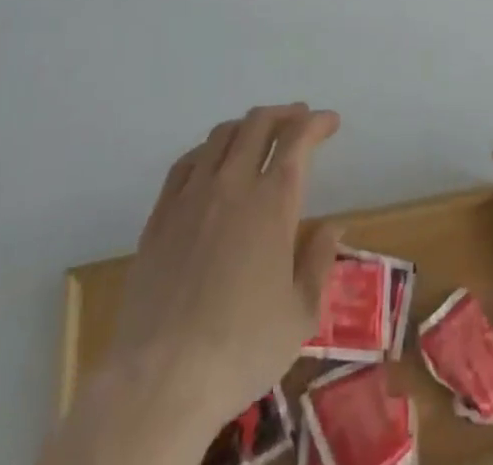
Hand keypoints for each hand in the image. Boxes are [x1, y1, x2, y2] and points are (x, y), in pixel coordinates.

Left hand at [96, 105, 342, 448]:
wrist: (161, 379)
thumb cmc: (241, 349)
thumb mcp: (300, 316)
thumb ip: (319, 263)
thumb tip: (332, 227)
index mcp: (272, 202)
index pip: (297, 141)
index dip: (316, 123)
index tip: (330, 121)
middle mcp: (233, 184)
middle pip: (258, 125)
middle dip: (283, 114)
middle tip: (298, 118)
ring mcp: (191, 196)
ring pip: (221, 136)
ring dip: (246, 125)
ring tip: (258, 134)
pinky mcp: (160, 215)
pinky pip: (186, 163)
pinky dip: (208, 149)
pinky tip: (211, 160)